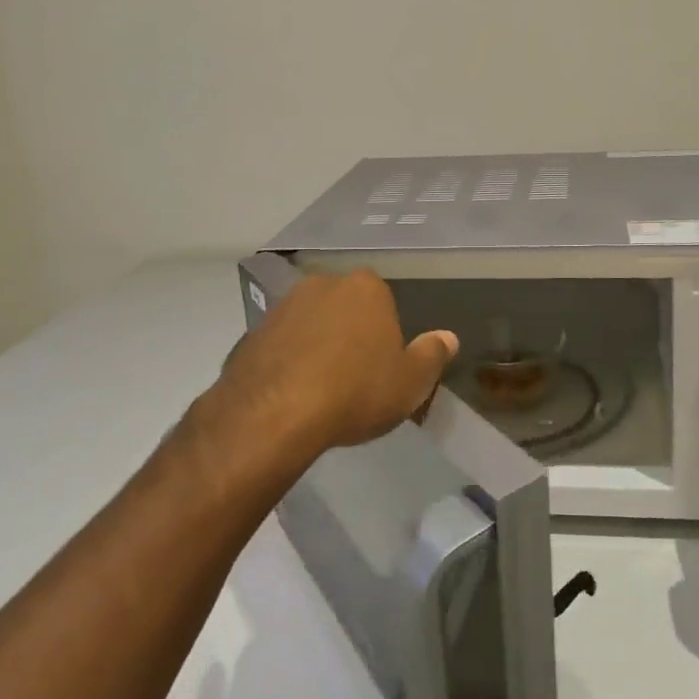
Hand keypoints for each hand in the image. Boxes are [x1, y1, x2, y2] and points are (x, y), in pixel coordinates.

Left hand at [213, 269, 457, 458]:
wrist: (274, 413)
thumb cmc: (356, 391)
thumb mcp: (411, 382)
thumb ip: (432, 355)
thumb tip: (448, 337)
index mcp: (366, 288)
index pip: (384, 301)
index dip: (385, 334)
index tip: (383, 366)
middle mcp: (323, 285)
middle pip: (345, 308)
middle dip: (350, 334)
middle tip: (354, 377)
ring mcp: (282, 306)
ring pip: (310, 324)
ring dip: (316, 346)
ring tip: (320, 390)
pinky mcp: (251, 332)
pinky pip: (280, 345)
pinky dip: (287, 362)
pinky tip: (291, 395)